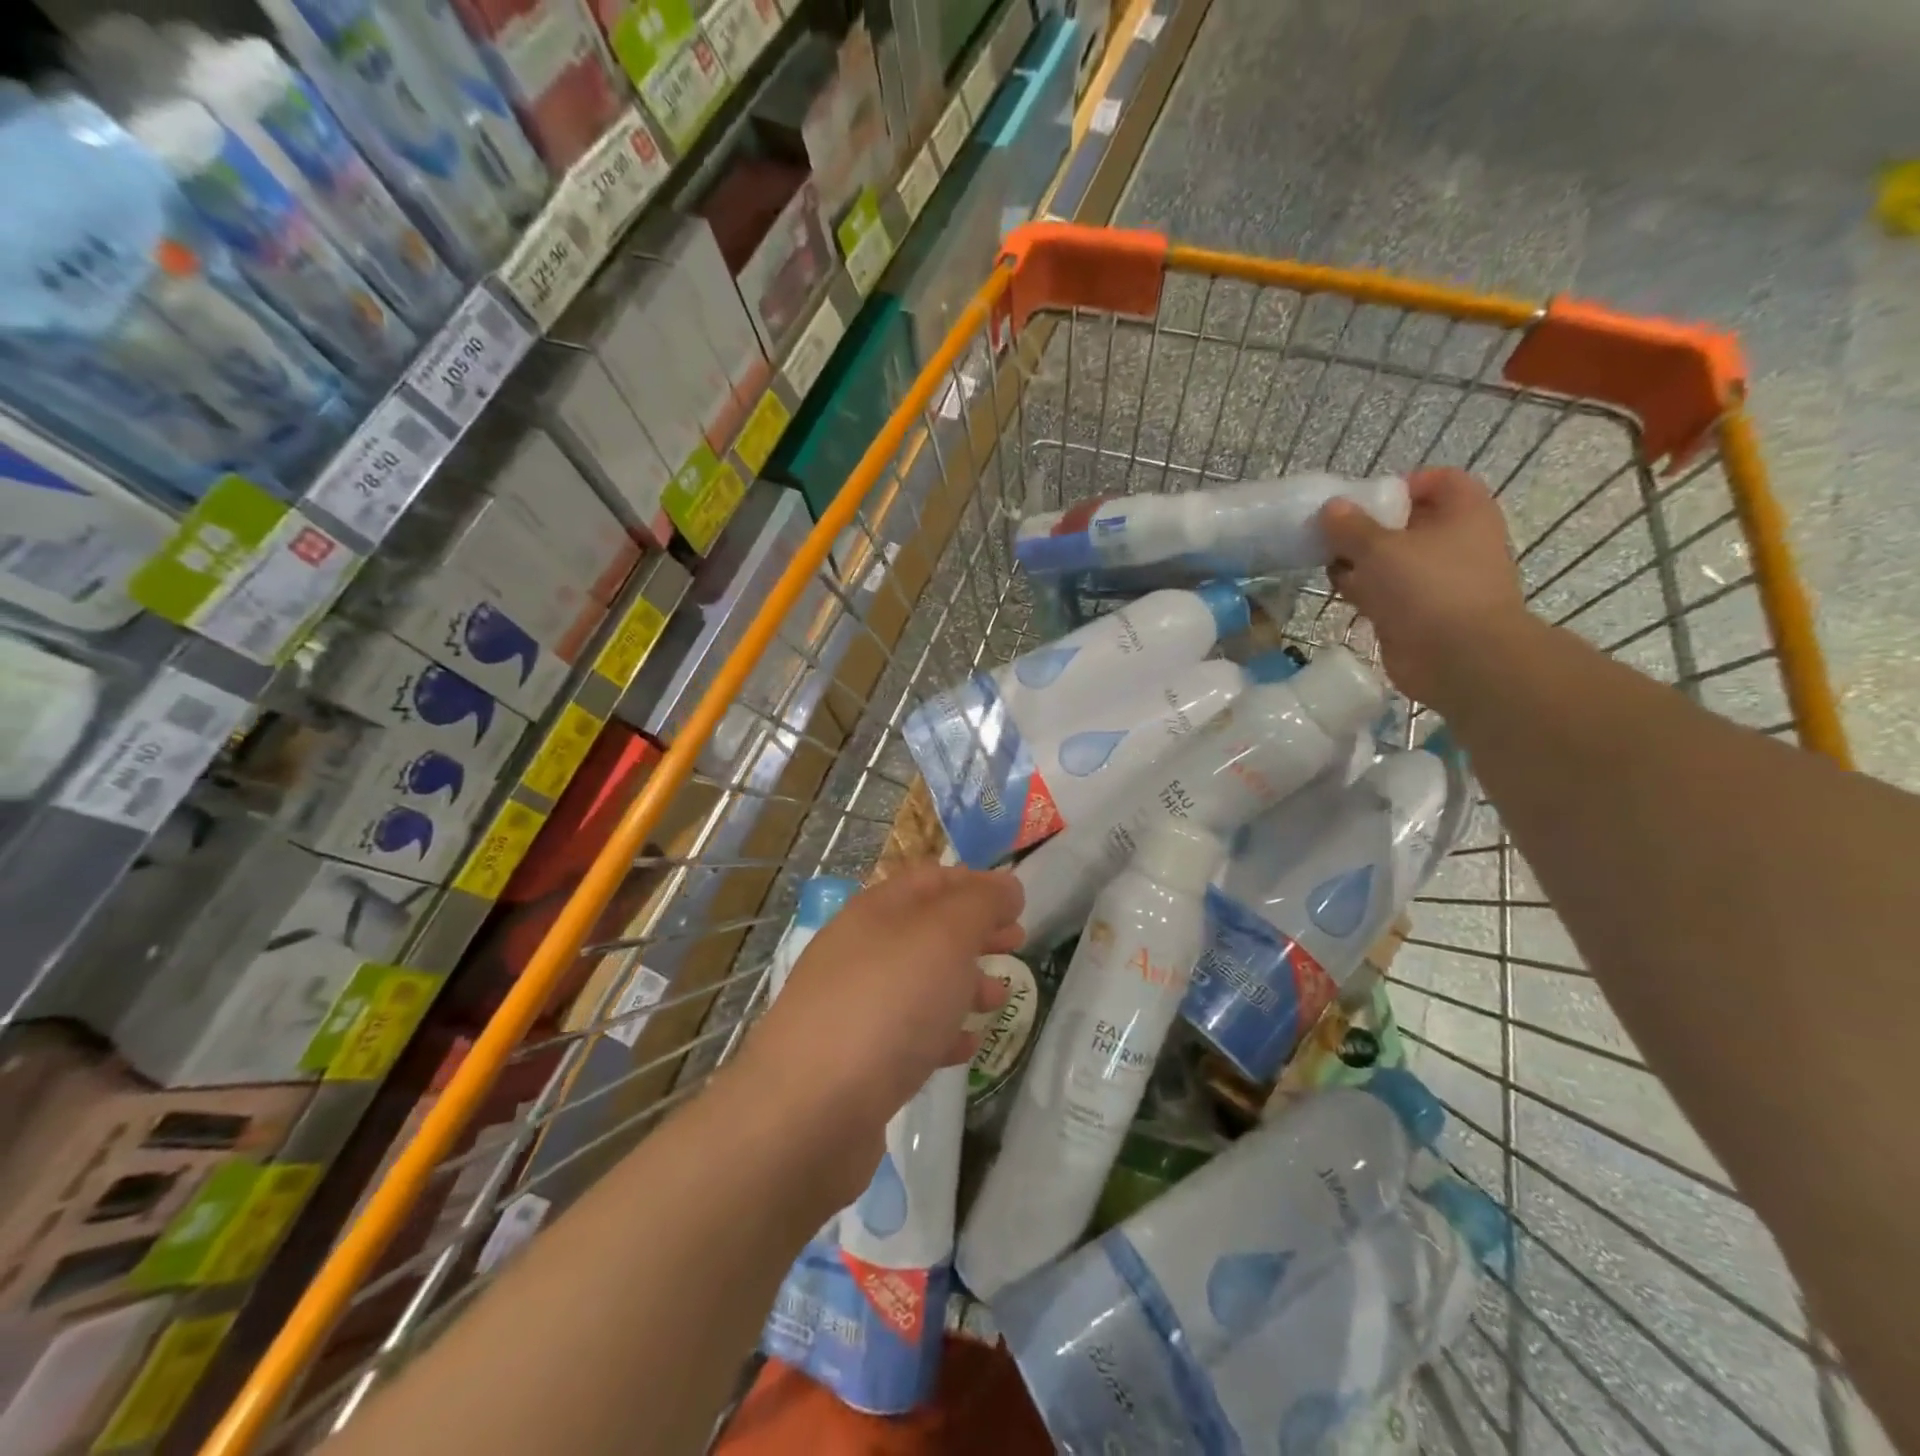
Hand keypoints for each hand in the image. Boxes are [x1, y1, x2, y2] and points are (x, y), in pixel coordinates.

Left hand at [735, 865, 1022, 1191]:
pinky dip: (940, 1031)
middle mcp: (860, 950)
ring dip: (962, 982)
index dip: (975, 883)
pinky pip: (906, 1033)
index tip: (1016, 902)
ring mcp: (852, 1006)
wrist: (808, 1113)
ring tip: (999, 998)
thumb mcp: (944, 938)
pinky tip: (966, 1047)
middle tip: (1016, 943)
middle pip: (926, 929)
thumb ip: (980, 904)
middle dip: (974, 932)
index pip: (931, 879)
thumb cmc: (887, 1006)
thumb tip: (1006, 885)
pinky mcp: (854, 1060)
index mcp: (876, 911)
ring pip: (918, 981)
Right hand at [1320, 467, 1525, 707]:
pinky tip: (1337, 588)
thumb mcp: (1380, 548)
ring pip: (1393, 560)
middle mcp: (1456, 542)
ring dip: (1360, 559)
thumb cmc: (1428, 588)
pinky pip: (1386, 591)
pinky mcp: (1418, 613)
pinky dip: (1363, 588)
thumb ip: (1350, 526)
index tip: (1365, 498)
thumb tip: (1330, 509)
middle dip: (1369, 525)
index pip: (1438, 481)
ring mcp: (1437, 580)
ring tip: (1326, 559)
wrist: (1458, 658)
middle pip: (1408, 522)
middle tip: (1333, 531)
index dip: (1402, 484)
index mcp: (1464, 512)